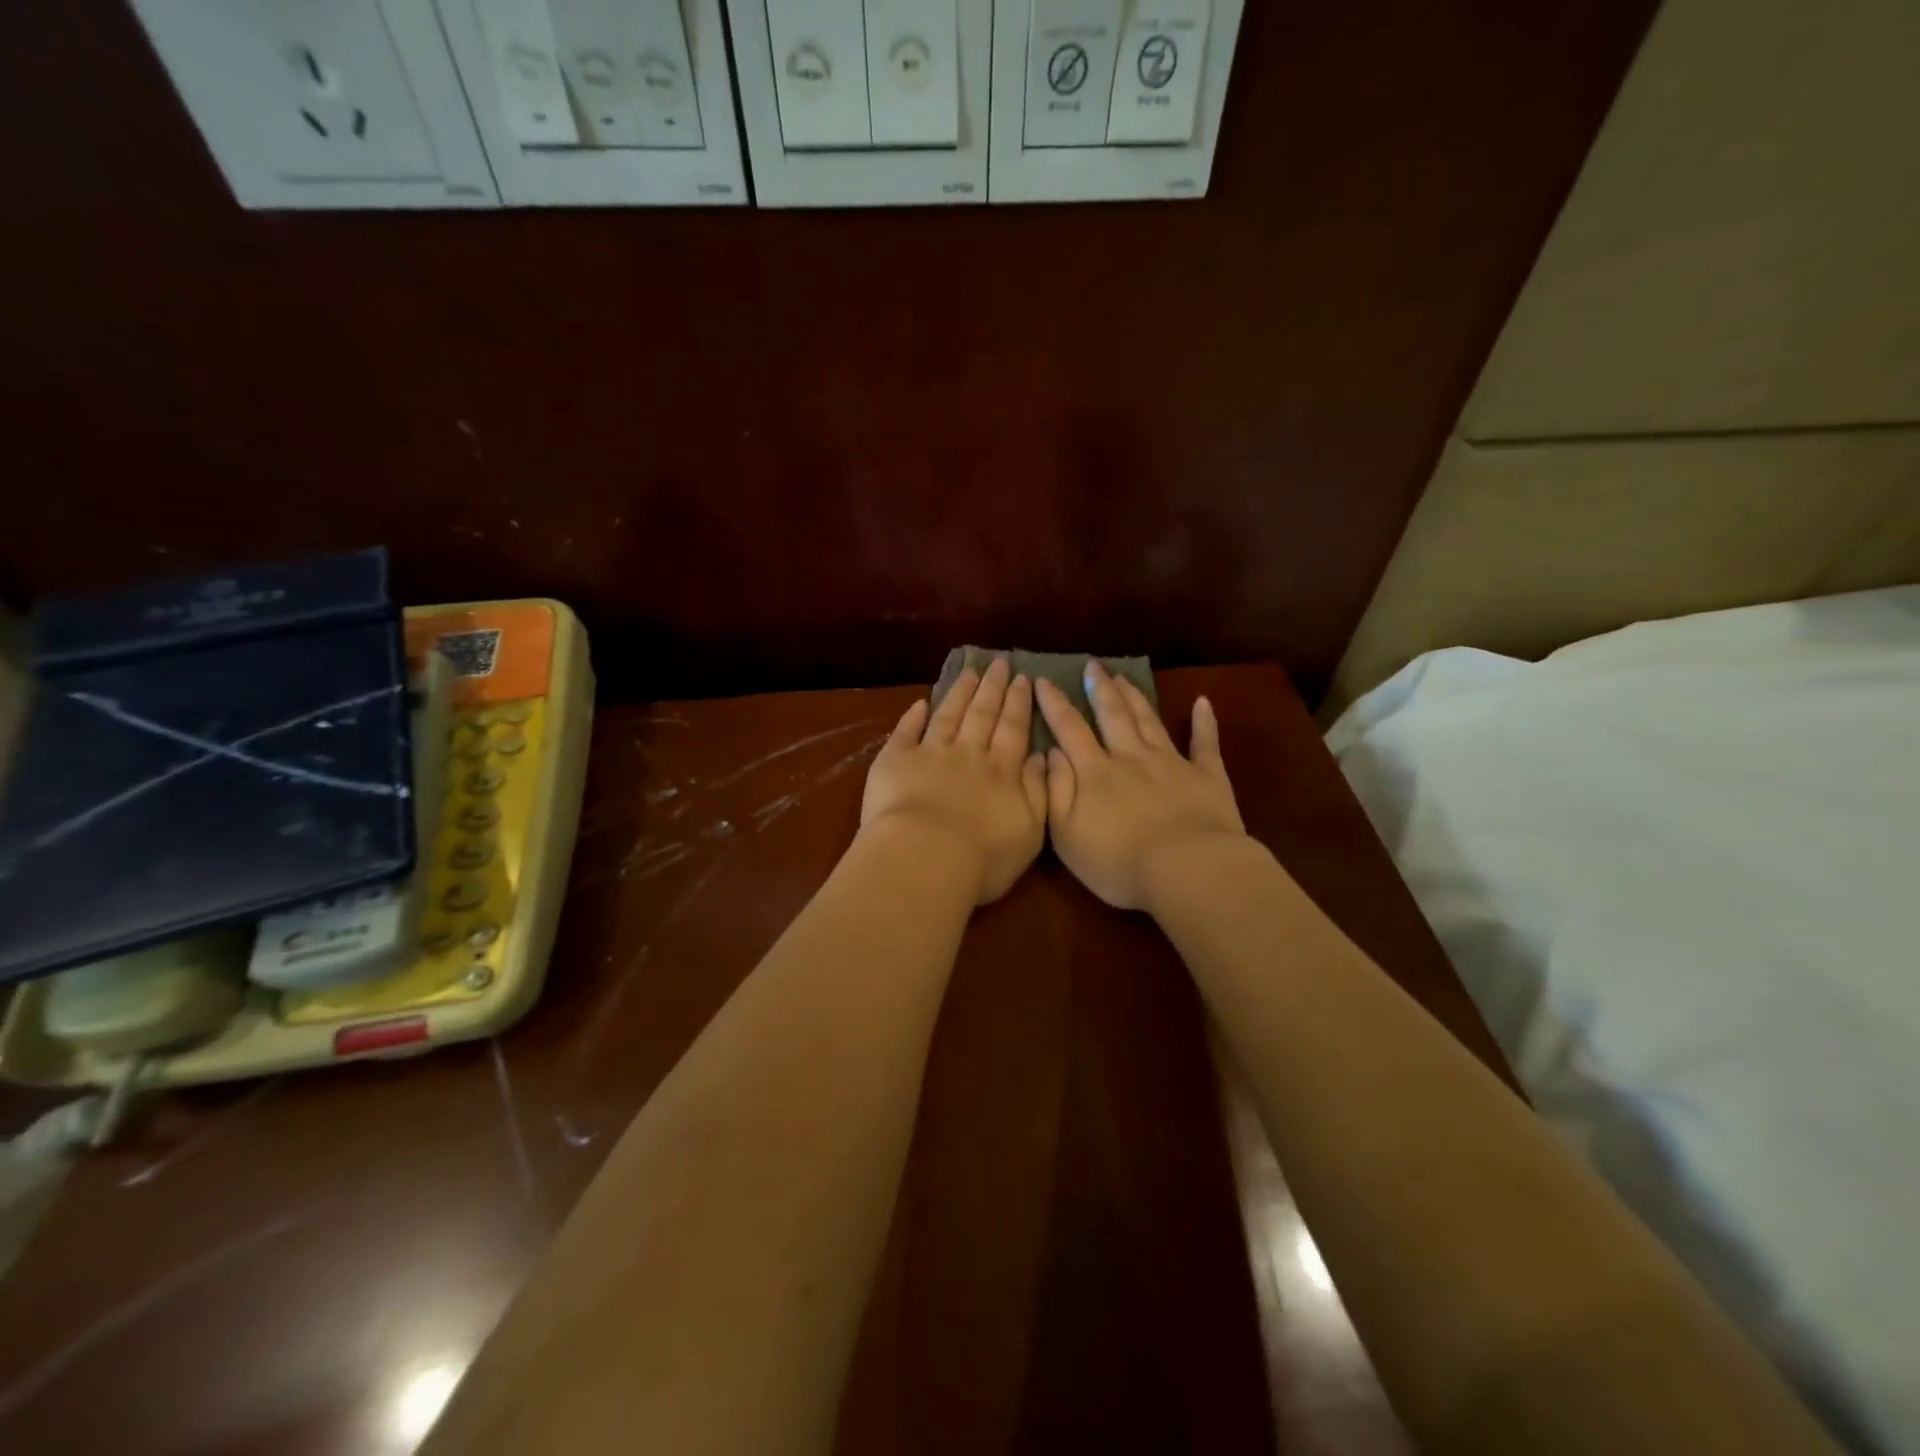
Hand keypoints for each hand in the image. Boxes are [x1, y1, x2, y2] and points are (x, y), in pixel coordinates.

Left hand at [861, 658, 1047, 904]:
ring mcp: (929, 753)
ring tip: (968, 672)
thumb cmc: (982, 857)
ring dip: (959, 692)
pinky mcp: (894, 761)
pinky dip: (912, 715)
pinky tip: (919, 702)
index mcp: (1002, 771)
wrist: (924, 858)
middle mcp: (968, 754)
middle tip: (999, 662)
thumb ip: (1038, 791)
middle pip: (983, 713)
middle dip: (992, 687)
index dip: (1019, 703)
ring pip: (947, 715)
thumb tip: (1040, 757)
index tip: (1023, 679)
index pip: (1014, 729)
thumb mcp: (1030, 832)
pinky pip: (905, 731)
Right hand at [1036, 661, 1246, 909]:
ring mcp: (1172, 763)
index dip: (1054, 703)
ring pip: (1149, 721)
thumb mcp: (1067, 834)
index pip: (1069, 729)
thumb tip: (1050, 752)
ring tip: (1124, 676)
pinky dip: (1205, 722)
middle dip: (1100, 689)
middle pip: (1113, 715)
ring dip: (1135, 697)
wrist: (1188, 870)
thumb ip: (1056, 790)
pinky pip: (1206, 743)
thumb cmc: (1119, 862)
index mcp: (1095, 772)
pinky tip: (1204, 702)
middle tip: (1092, 665)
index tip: (1042, 679)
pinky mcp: (1207, 776)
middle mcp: (1131, 757)